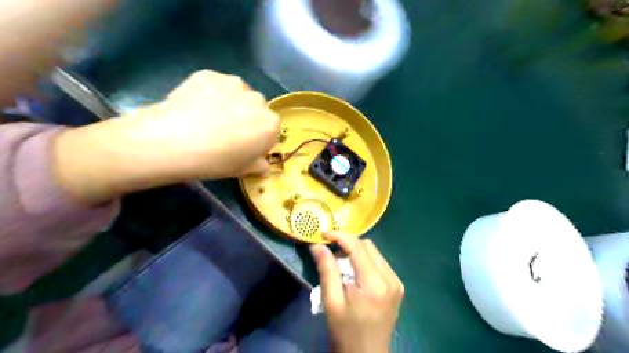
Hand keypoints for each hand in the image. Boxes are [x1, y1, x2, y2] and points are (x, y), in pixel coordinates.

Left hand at [142, 70, 279, 178]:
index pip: (271, 131)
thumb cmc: (215, 161)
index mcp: (270, 124)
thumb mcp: (242, 170)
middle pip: (257, 109)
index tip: (245, 147)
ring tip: (210, 117)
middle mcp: (258, 100)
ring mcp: (234, 83)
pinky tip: (197, 106)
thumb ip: (259, 165)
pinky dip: (212, 93)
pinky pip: (218, 85)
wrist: (173, 141)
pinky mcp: (210, 74)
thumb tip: (264, 165)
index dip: (259, 140)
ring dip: (233, 103)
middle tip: (228, 132)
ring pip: (239, 94)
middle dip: (248, 118)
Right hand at [308, 232, 402, 352]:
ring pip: (374, 252)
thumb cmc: (346, 331)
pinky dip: (365, 260)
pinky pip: (379, 262)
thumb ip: (327, 270)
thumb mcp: (331, 301)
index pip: (357, 247)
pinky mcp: (397, 286)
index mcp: (375, 283)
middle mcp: (390, 278)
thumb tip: (317, 245)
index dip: (339, 236)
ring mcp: (396, 282)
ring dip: (356, 251)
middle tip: (330, 252)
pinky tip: (354, 272)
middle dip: (347, 244)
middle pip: (367, 246)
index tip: (323, 234)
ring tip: (341, 263)